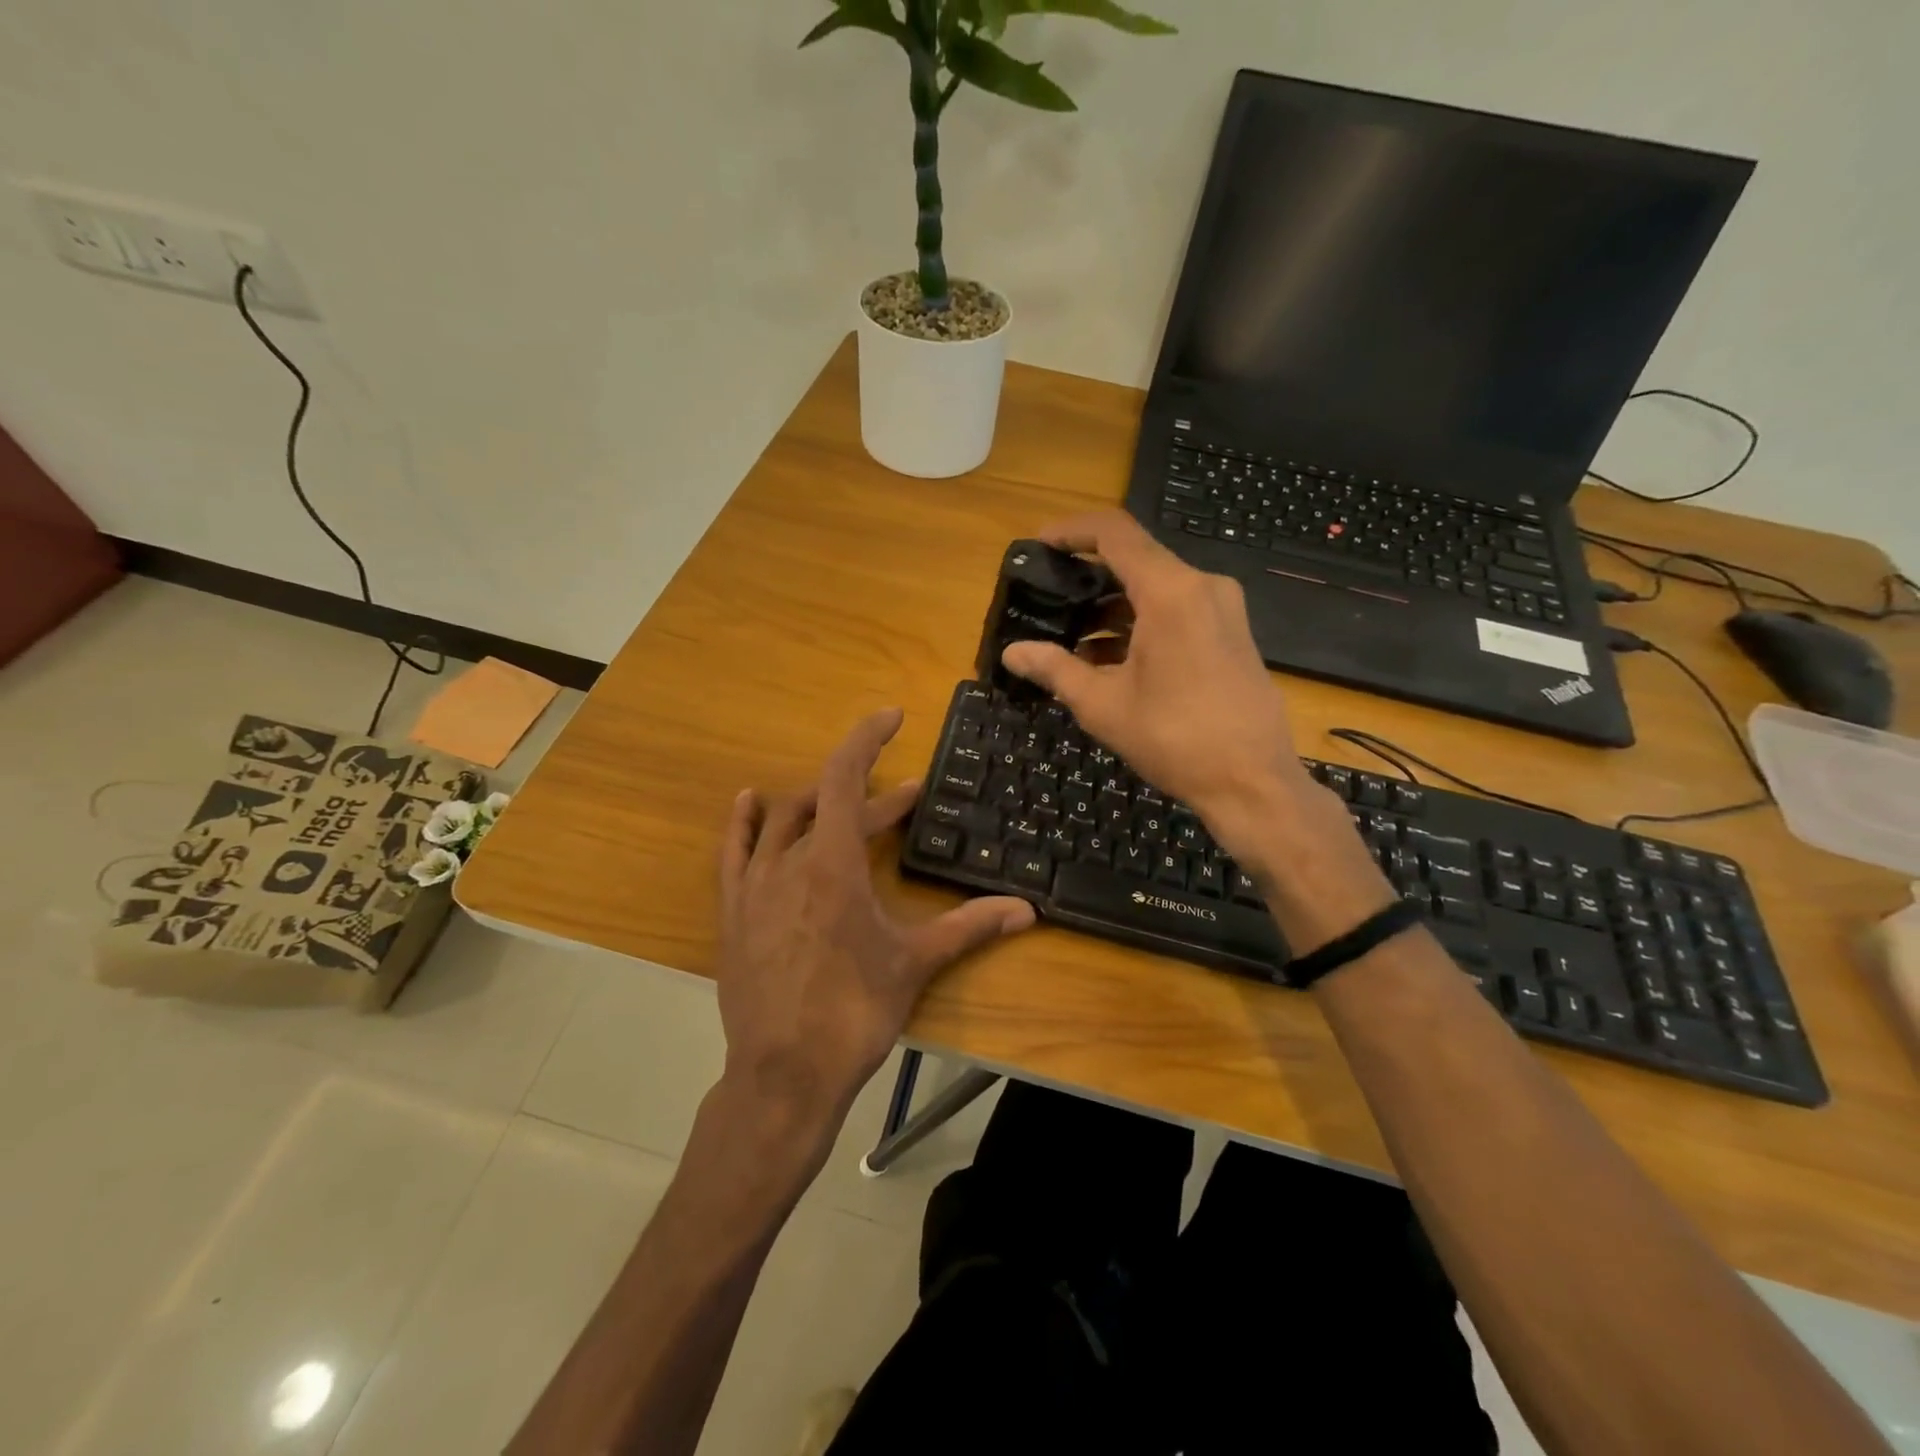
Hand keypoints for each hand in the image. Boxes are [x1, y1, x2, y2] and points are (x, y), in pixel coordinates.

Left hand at [716, 708, 1034, 1135]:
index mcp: (833, 865)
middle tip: (907, 799)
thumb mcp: (914, 963)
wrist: (783, 1075)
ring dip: (818, 805)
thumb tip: (1026, 909)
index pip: (845, 778)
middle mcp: (788, 861)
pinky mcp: (733, 912)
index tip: (890, 717)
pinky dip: (743, 821)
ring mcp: (753, 886)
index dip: (866, 739)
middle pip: (826, 804)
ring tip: (847, 803)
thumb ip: (969, 927)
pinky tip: (749, 800)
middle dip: (870, 796)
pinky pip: (732, 851)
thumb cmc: (854, 1012)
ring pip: (782, 821)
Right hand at [1001, 512, 1390, 943]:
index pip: (1114, 532)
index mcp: (1171, 592)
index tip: (1039, 545)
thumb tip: (1012, 653)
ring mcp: (1223, 608)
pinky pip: (1178, 608)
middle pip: (1136, 558)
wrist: (1254, 782)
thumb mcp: (1103, 705)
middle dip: (1088, 575)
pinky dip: (1141, 621)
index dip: (1071, 531)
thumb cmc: (1174, 740)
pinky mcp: (1232, 632)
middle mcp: (1202, 586)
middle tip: (1049, 598)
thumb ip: (1054, 670)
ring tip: (1073, 638)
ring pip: (1157, 586)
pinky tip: (1112, 658)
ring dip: (1113, 605)